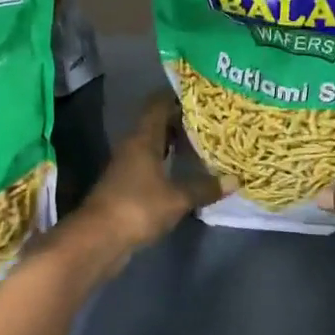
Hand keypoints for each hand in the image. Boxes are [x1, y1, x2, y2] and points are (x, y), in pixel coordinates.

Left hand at [69, 92, 223, 261]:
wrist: (98, 239)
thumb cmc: (137, 208)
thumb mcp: (177, 198)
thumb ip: (204, 187)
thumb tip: (235, 180)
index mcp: (142, 139)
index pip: (158, 105)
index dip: (177, 96)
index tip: (202, 95)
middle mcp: (132, 148)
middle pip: (157, 125)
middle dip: (181, 121)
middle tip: (211, 120)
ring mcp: (127, 168)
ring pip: (154, 147)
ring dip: (175, 145)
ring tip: (204, 144)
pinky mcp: (127, 188)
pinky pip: (151, 168)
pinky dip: (168, 166)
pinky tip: (187, 173)